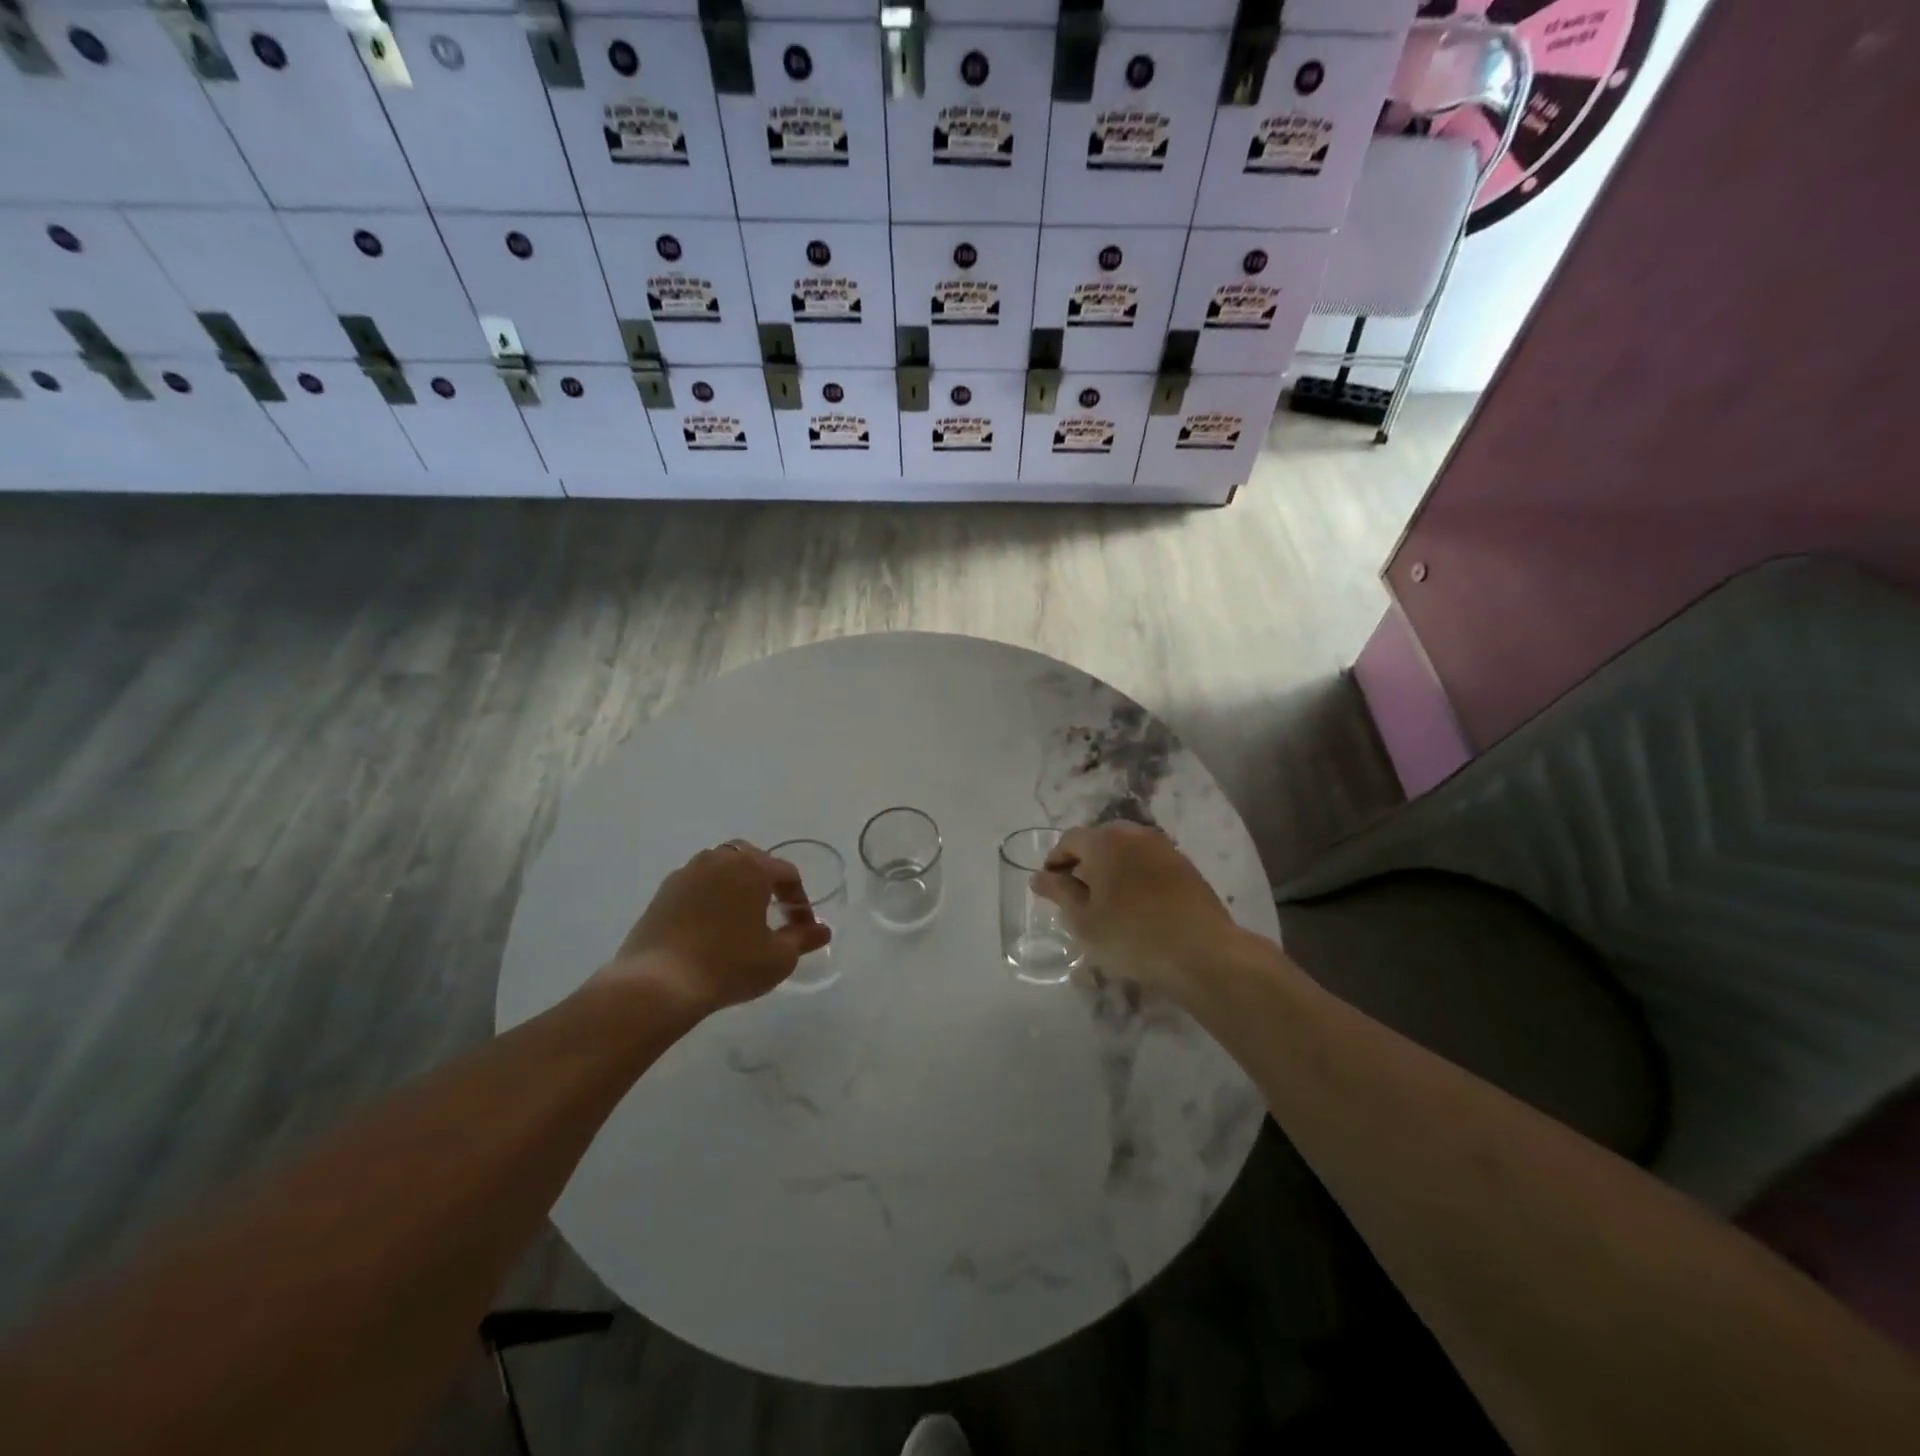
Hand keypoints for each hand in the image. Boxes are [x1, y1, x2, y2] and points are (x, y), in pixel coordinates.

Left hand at [593, 841, 830, 1015]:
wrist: (657, 985)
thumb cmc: (728, 965)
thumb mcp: (777, 958)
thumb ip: (803, 939)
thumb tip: (822, 930)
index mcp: (751, 866)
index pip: (787, 874)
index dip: (800, 901)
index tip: (802, 929)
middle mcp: (719, 858)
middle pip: (752, 860)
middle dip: (767, 883)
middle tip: (773, 913)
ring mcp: (686, 873)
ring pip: (720, 870)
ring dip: (735, 887)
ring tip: (741, 919)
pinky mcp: (662, 893)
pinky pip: (696, 887)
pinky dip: (709, 899)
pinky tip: (710, 929)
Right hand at [1030, 822, 1243, 997]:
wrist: (1202, 953)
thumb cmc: (1131, 936)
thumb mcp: (1083, 920)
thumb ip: (1059, 892)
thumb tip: (1039, 876)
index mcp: (1105, 841)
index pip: (1069, 840)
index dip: (1055, 860)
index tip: (1049, 886)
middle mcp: (1135, 834)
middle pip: (1100, 840)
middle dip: (1084, 862)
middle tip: (1076, 894)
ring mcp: (1165, 848)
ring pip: (1127, 851)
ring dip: (1112, 869)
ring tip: (1106, 901)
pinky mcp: (1186, 867)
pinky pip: (1149, 863)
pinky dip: (1136, 877)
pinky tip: (1136, 905)